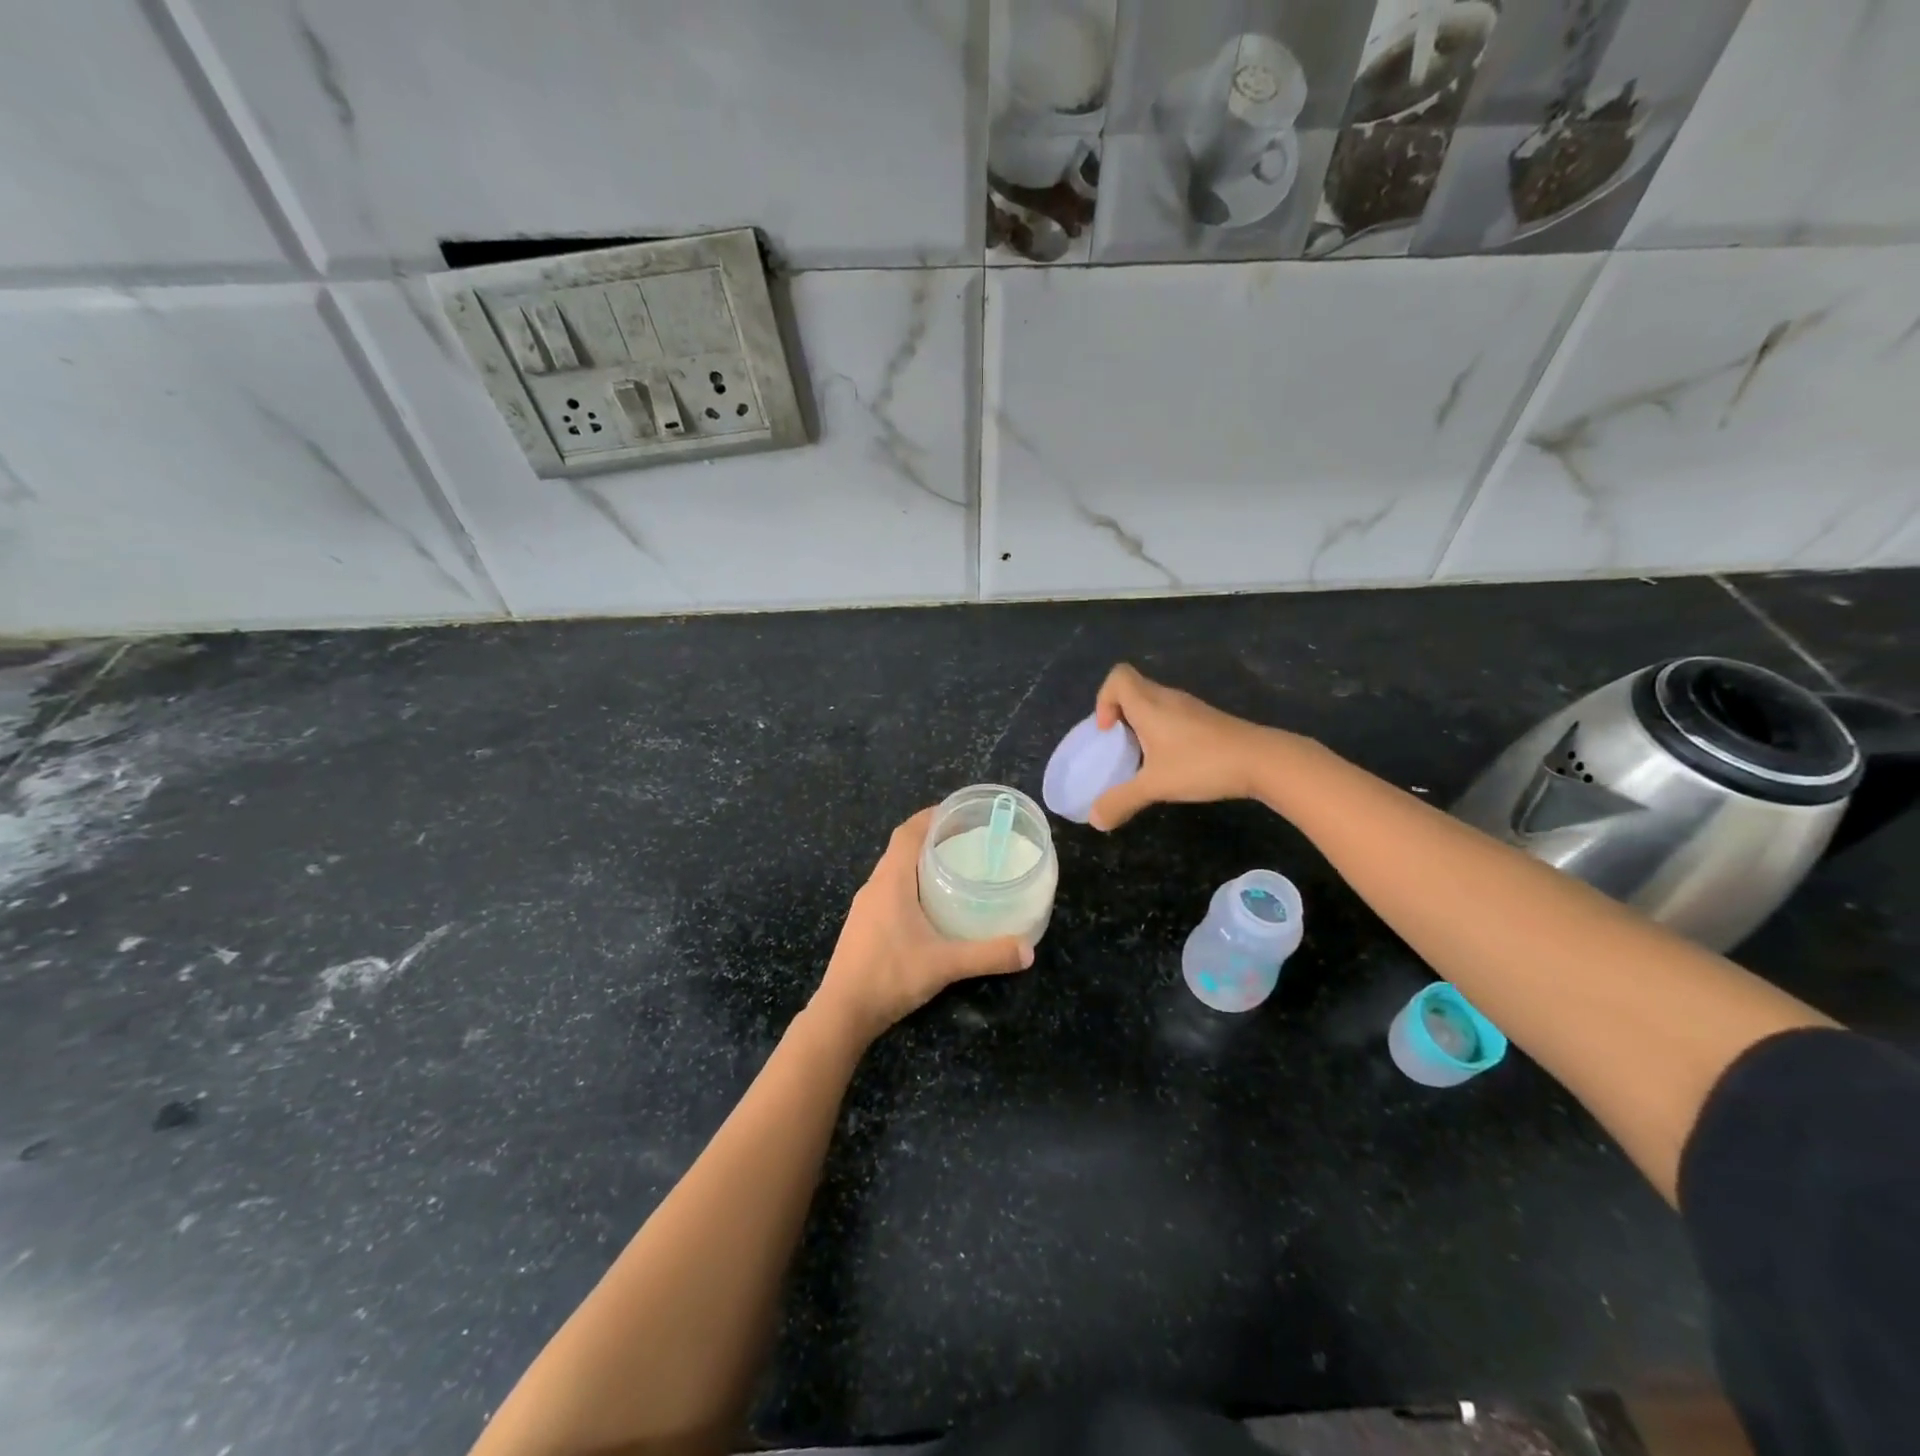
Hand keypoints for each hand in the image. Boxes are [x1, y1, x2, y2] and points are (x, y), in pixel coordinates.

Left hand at [810, 808, 1032, 1044]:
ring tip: (952, 869)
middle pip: (901, 849)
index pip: (907, 833)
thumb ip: (987, 955)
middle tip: (965, 841)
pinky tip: (929, 906)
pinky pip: (888, 891)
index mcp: (891, 881)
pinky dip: (909, 885)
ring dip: (918, 863)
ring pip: (893, 871)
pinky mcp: (862, 925)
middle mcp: (874, 886)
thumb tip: (1028, 950)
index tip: (957, 813)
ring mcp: (865, 907)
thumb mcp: (945, 964)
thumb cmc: (890, 976)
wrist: (842, 1012)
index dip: (929, 817)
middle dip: (930, 839)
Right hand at [1089, 663, 1277, 830]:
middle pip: (1134, 690)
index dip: (1104, 698)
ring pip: (1155, 704)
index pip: (1118, 676)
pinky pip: (1174, 717)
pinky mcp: (1208, 721)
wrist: (1263, 761)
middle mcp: (1168, 698)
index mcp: (1149, 705)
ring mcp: (1191, 708)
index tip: (1108, 731)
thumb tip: (1095, 821)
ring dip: (1142, 725)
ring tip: (1143, 758)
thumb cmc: (1202, 764)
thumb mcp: (1155, 786)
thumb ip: (1121, 801)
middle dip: (1119, 716)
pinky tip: (1173, 762)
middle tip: (1120, 748)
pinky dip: (1163, 733)